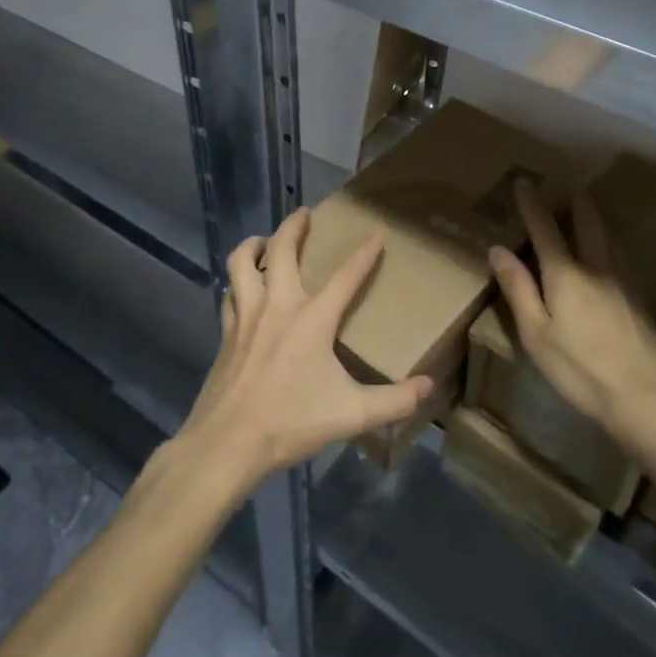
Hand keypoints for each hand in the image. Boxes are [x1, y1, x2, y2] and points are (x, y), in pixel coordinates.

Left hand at [176, 208, 433, 491]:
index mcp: (312, 318)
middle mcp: (278, 305)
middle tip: (305, 213)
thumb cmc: (291, 423)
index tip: (378, 232)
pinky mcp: (226, 333)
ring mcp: (246, 316)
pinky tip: (241, 289)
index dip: (365, 253)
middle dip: (294, 225)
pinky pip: (229, 293)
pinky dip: (236, 282)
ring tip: (264, 241)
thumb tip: (429, 387)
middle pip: (281, 249)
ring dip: (254, 245)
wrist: (226, 443)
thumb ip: (394, 401)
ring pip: (242, 262)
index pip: (346, 275)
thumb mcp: (351, 415)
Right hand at [488, 183, 655, 440]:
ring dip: (594, 218)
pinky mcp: (638, 301)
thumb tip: (498, 249)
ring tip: (586, 210)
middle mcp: (596, 268)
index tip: (524, 182)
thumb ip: (518, 289)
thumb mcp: (536, 333)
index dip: (533, 204)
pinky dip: (607, 242)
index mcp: (565, 274)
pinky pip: (618, 257)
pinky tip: (606, 254)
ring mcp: (623, 283)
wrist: (644, 399)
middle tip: (566, 187)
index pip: (545, 228)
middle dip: (575, 202)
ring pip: (608, 237)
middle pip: (587, 223)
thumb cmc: (579, 369)